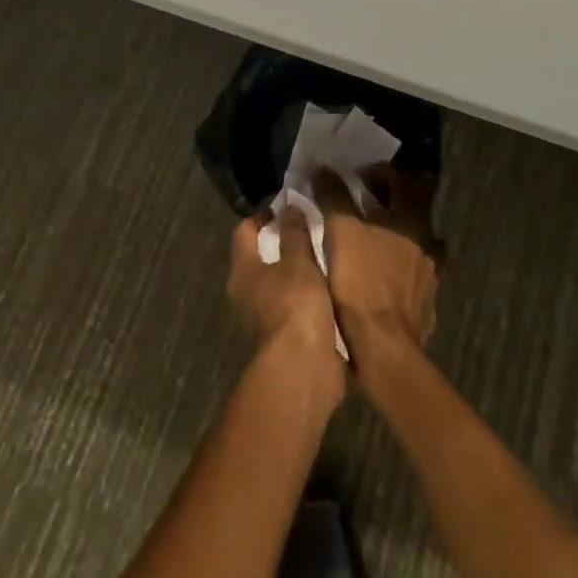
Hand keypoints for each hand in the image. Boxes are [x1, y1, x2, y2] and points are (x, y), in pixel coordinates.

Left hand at [227, 210, 343, 405]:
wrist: (303, 371)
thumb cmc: (294, 306)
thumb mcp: (298, 261)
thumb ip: (294, 233)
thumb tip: (289, 206)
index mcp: (243, 271)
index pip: (245, 231)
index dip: (264, 216)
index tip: (288, 208)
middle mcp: (248, 294)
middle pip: (262, 259)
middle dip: (285, 244)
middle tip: (313, 230)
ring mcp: (266, 319)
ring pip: (281, 285)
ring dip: (300, 273)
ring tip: (328, 257)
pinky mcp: (288, 340)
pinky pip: (298, 308)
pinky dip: (311, 298)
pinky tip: (333, 289)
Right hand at [315, 166, 440, 383]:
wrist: (384, 348)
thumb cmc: (360, 281)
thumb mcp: (340, 231)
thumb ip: (333, 195)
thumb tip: (322, 168)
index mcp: (412, 220)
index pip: (403, 181)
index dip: (380, 173)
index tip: (358, 177)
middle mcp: (428, 242)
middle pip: (412, 210)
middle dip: (388, 203)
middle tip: (361, 206)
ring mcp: (430, 275)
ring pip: (415, 243)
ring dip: (395, 237)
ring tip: (369, 244)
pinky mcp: (426, 303)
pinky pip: (413, 274)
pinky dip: (398, 269)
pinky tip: (379, 278)